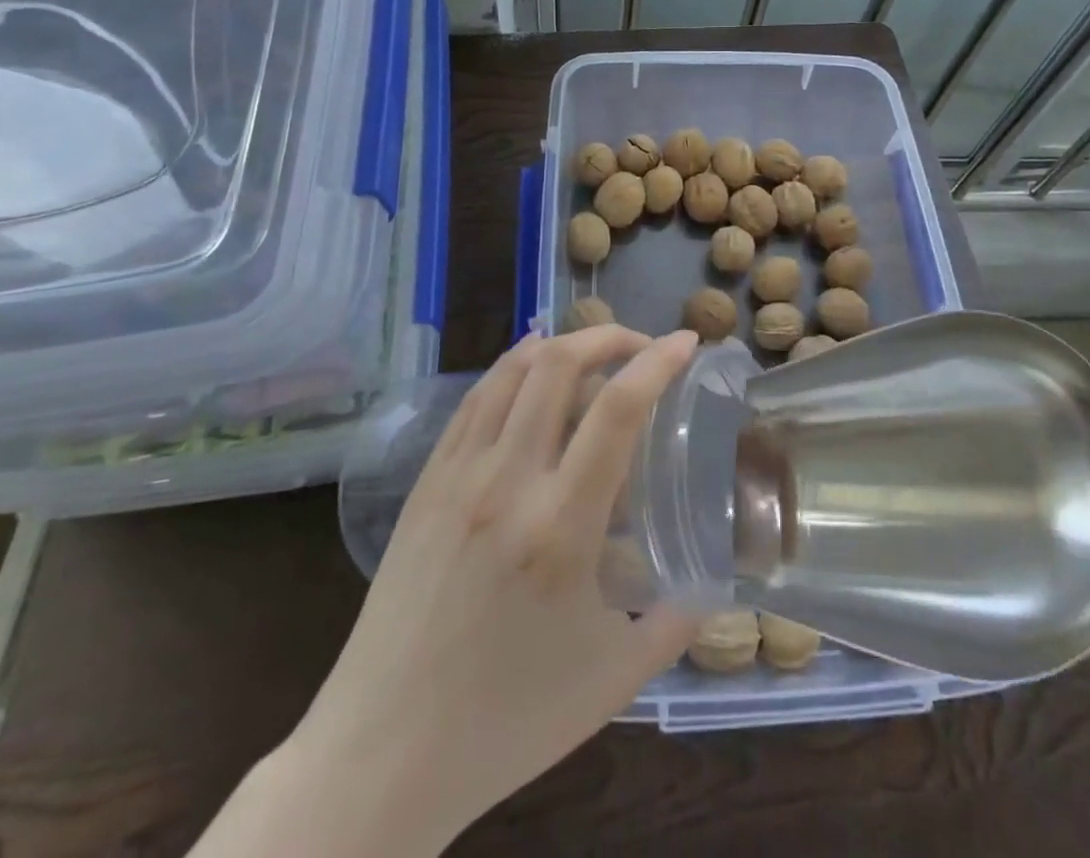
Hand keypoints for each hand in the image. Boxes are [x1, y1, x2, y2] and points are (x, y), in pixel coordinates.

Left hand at [195, 327, 701, 857]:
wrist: (382, 754)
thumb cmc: (506, 721)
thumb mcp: (613, 679)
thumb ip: (673, 625)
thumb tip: (708, 589)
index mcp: (561, 527)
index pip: (618, 410)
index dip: (658, 362)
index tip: (686, 342)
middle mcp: (507, 481)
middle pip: (559, 364)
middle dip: (609, 336)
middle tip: (641, 348)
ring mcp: (458, 475)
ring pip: (511, 370)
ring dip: (559, 344)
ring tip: (592, 353)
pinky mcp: (425, 483)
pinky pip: (474, 401)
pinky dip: (511, 368)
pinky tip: (529, 372)